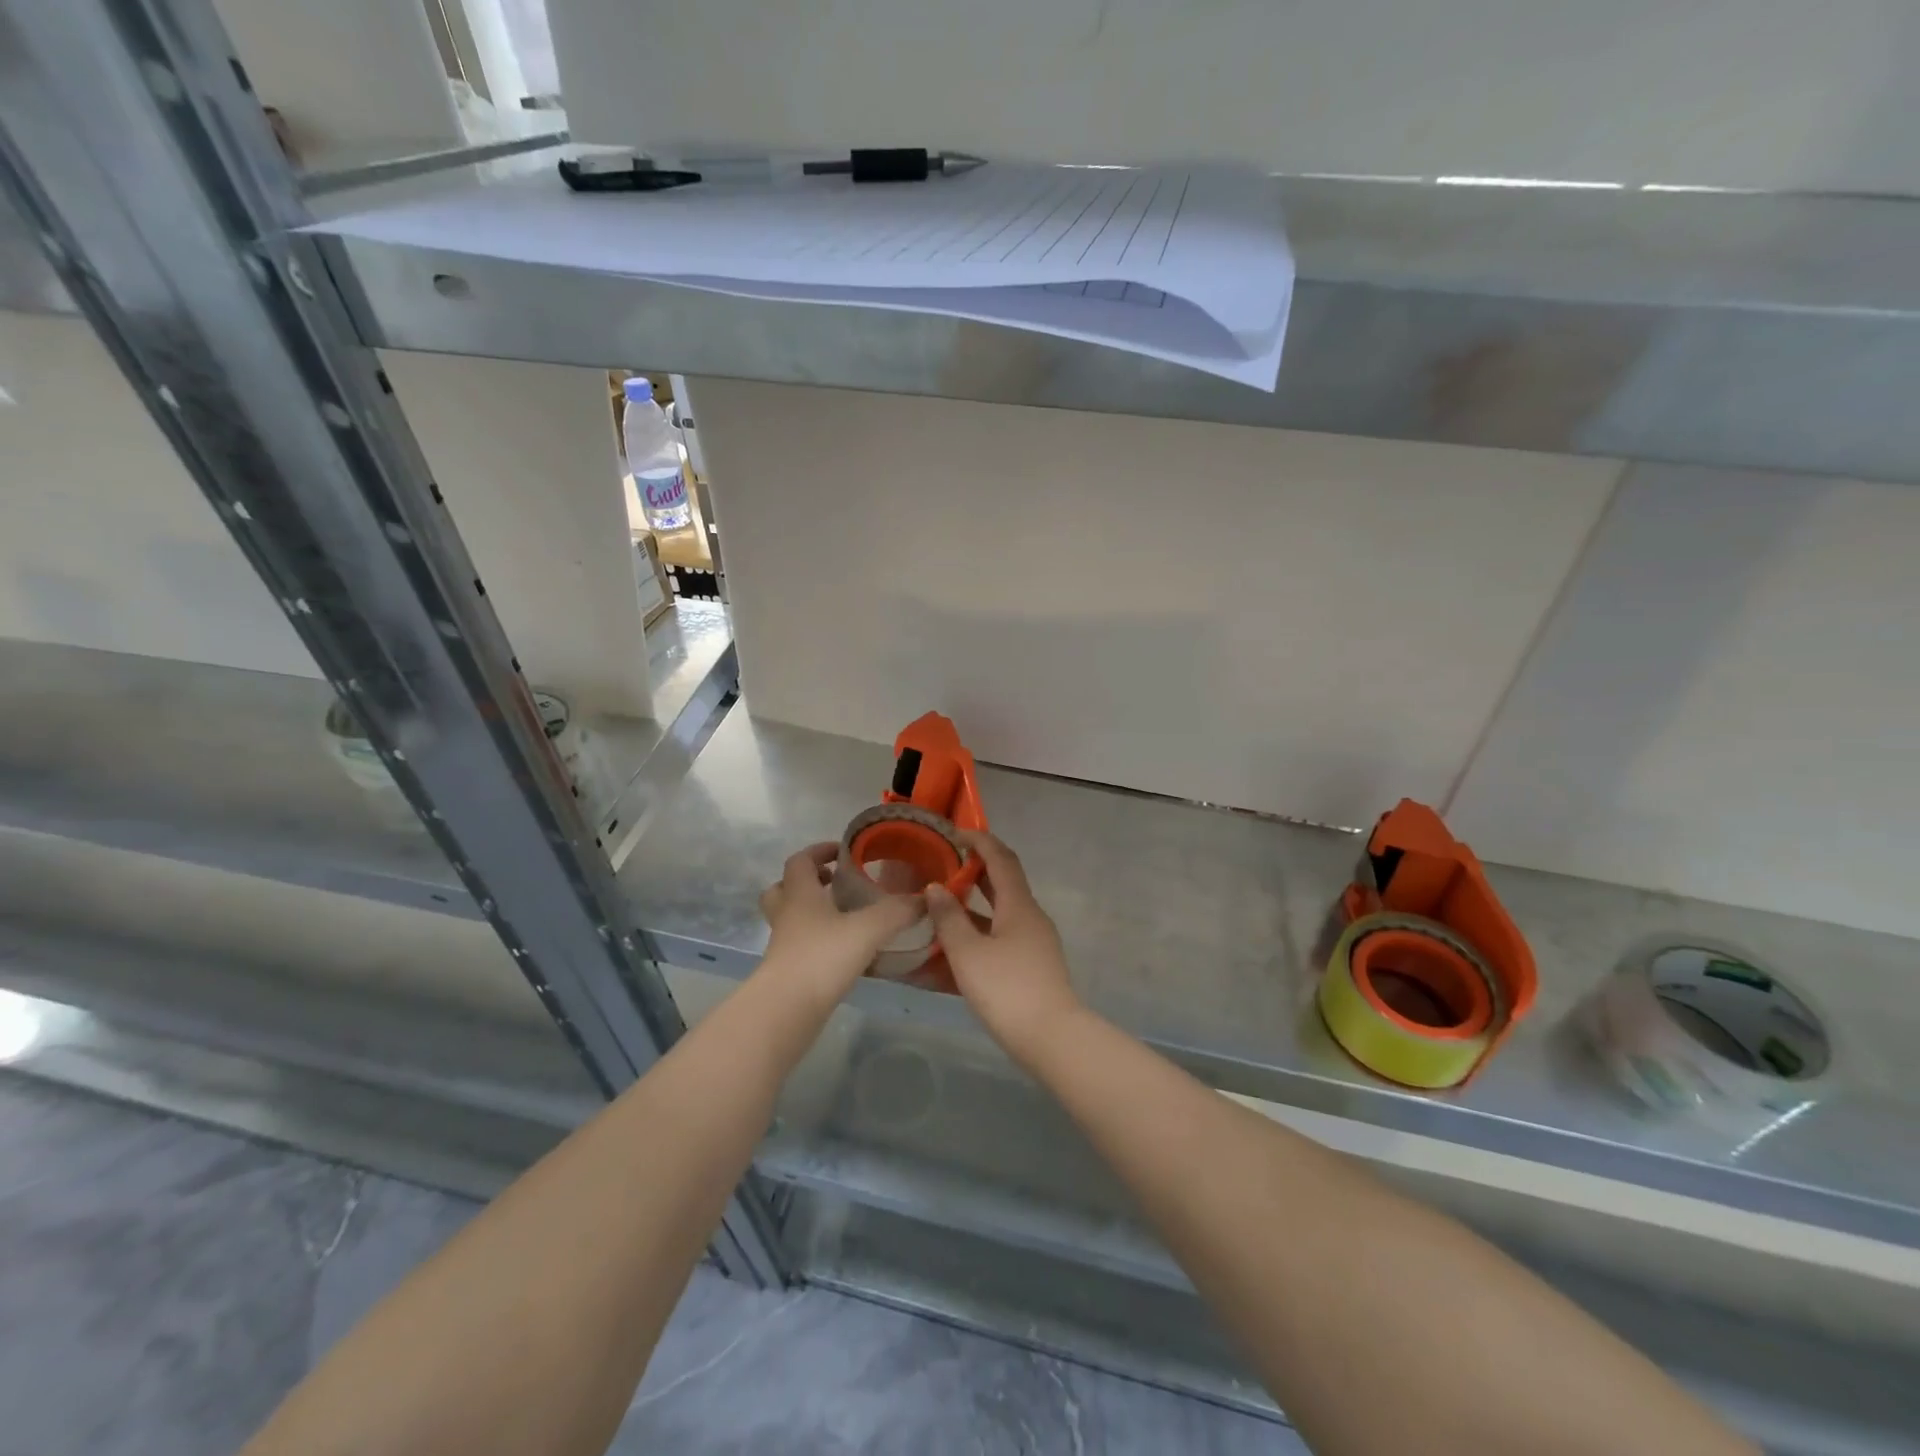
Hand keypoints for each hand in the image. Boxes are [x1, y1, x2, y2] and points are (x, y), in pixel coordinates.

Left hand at [759, 842, 925, 1000]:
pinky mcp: (788, 971)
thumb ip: (898, 911)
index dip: (819, 851)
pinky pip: (801, 946)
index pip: (801, 860)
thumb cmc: (823, 956)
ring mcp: (783, 945)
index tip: (843, 851)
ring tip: (844, 916)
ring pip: (791, 919)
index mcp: (800, 894)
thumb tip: (925, 898)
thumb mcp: (869, 928)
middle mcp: (787, 915)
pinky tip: (846, 951)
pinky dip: (820, 942)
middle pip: (783, 888)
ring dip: (812, 913)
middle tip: (835, 883)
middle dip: (808, 882)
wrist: (787, 1009)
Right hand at [925, 831, 1082, 1062]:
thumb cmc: (1006, 989)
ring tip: (940, 909)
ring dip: (972, 908)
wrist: (1051, 1039)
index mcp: (1018, 905)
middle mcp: (1030, 917)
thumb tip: (935, 888)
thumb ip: (948, 918)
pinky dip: (978, 936)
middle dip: (974, 872)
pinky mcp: (1031, 967)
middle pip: (1002, 884)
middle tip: (942, 868)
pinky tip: (954, 951)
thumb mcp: (967, 953)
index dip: (980, 841)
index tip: (954, 833)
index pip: (1001, 858)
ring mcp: (1034, 943)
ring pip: (999, 915)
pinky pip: (1001, 940)